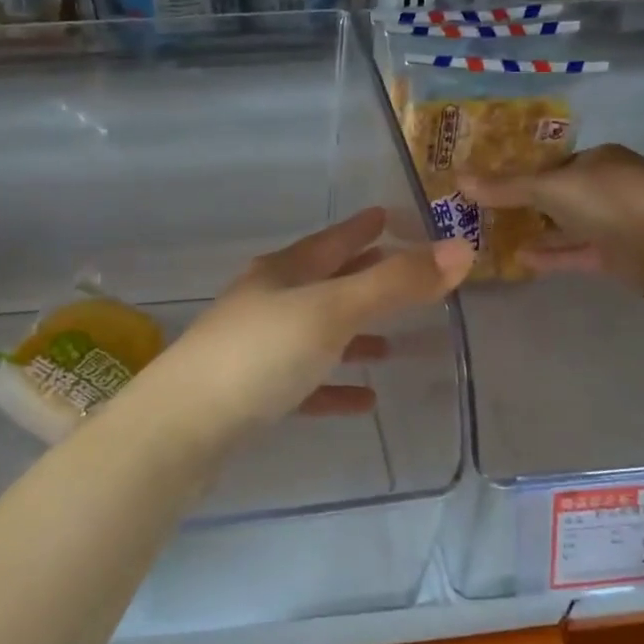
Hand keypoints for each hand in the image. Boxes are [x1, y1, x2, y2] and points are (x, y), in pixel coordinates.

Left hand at [128, 208, 474, 446]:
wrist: (183, 427)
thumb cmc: (261, 355)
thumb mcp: (332, 311)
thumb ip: (395, 283)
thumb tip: (461, 249)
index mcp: (283, 273)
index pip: (332, 241)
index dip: (362, 229)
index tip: (388, 216)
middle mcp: (268, 302)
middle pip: (324, 283)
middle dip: (362, 278)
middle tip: (402, 274)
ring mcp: (257, 348)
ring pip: (316, 333)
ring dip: (353, 335)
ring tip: (392, 343)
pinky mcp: (254, 394)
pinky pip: (307, 382)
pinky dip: (335, 384)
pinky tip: (364, 400)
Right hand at [462, 145, 643, 291]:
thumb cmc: (611, 201)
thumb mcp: (552, 188)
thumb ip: (506, 187)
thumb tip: (457, 177)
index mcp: (598, 159)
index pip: (552, 163)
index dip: (520, 174)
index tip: (488, 188)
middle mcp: (608, 186)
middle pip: (559, 194)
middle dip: (525, 205)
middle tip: (485, 215)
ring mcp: (616, 222)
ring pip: (568, 225)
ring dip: (536, 231)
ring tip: (495, 239)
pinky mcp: (619, 255)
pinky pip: (577, 251)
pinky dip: (551, 254)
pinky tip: (520, 259)